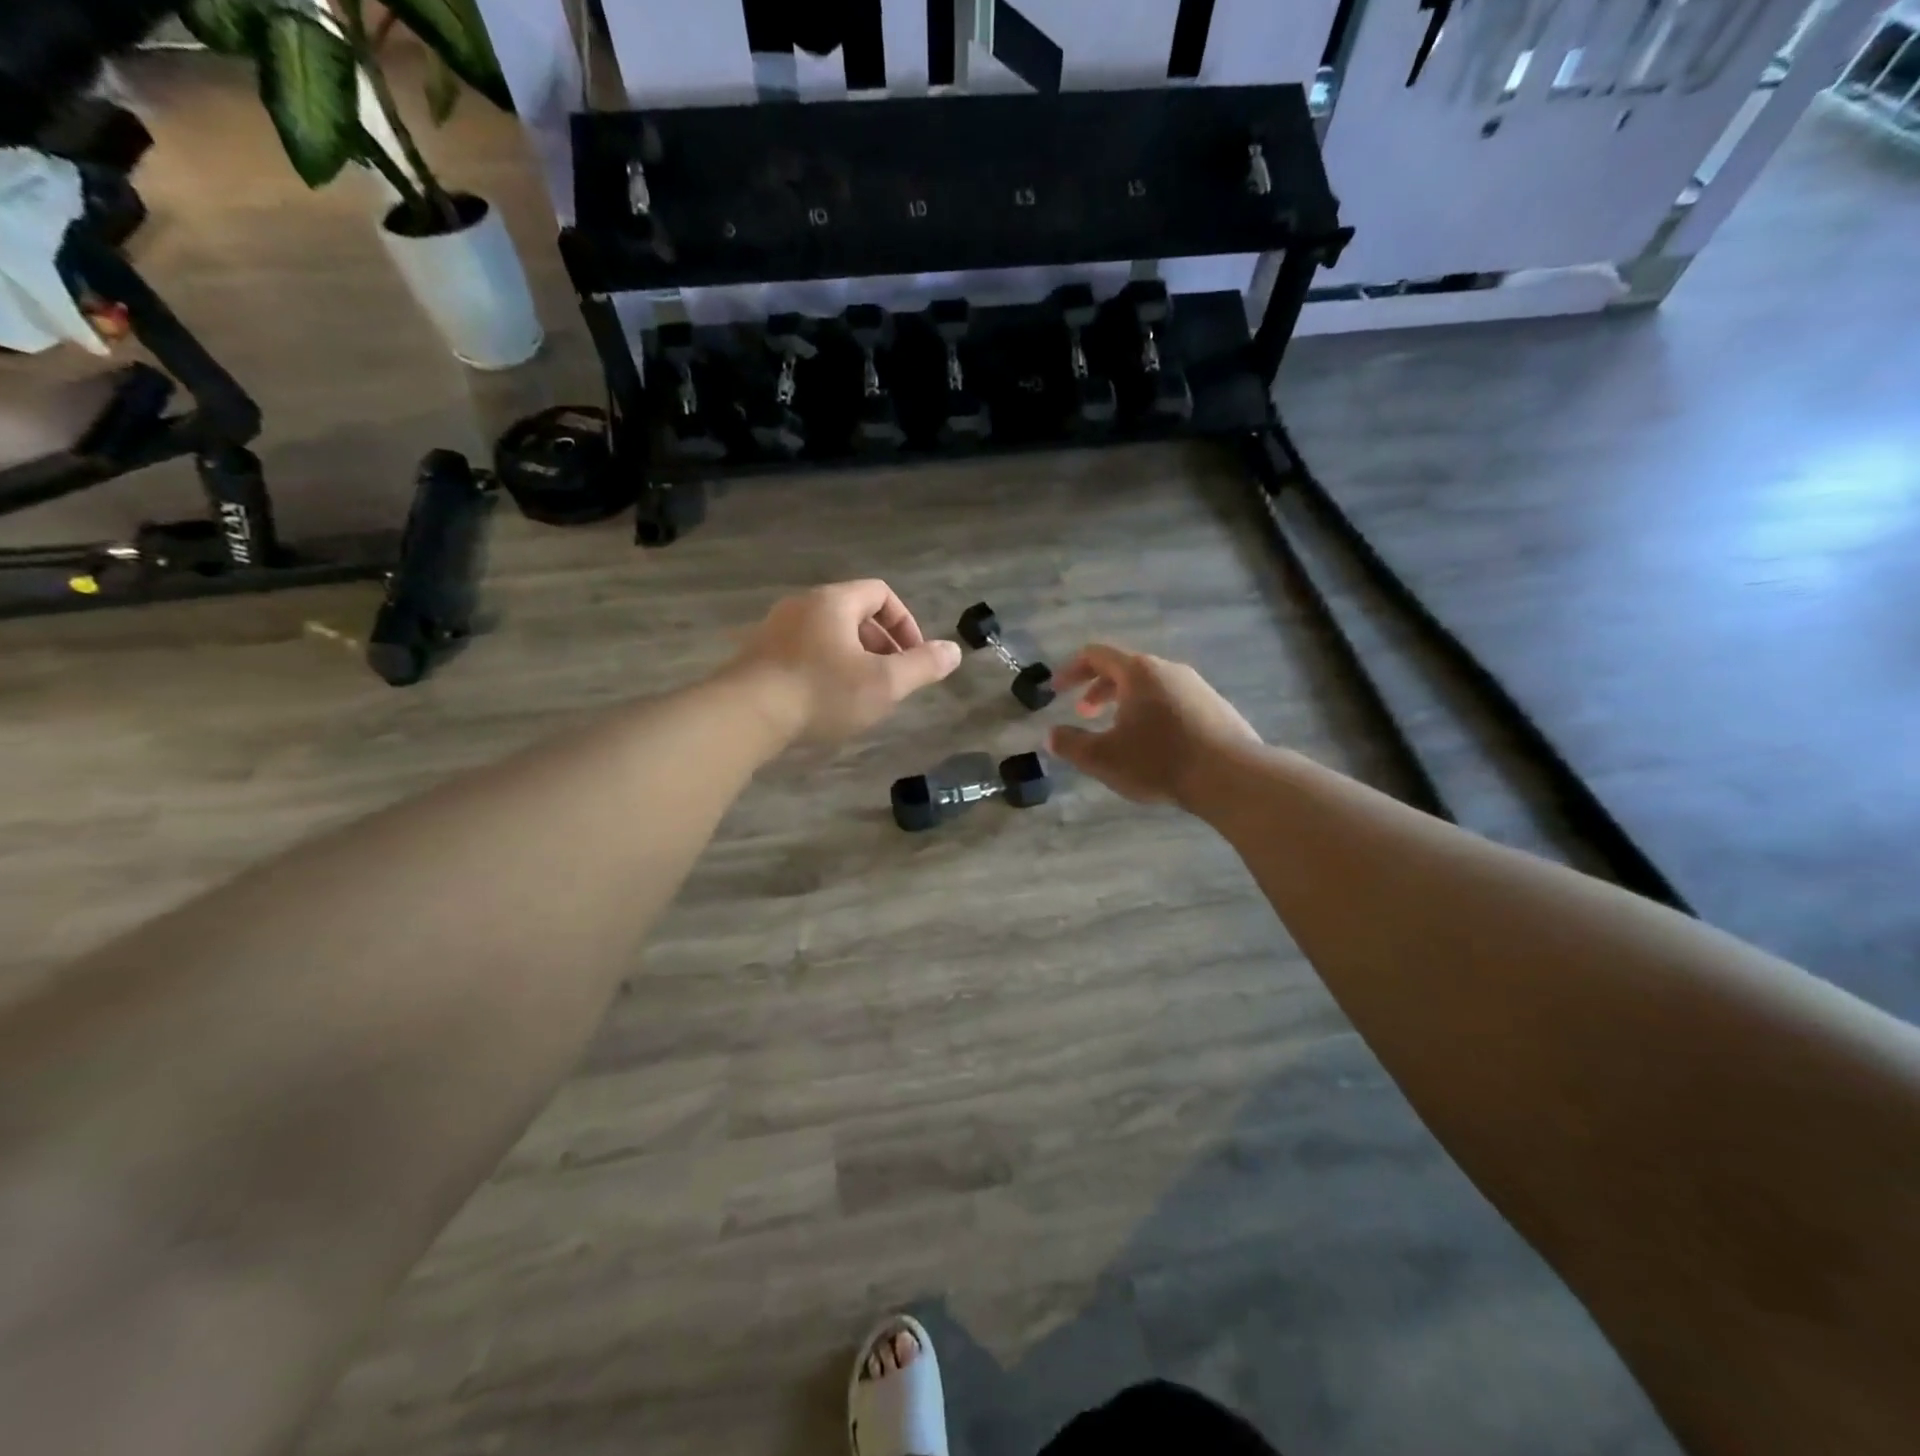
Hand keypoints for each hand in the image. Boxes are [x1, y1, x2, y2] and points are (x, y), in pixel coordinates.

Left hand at [730, 580, 961, 742]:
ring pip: (827, 634)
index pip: (881, 593)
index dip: (905, 622)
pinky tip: (824, 702)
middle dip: (880, 644)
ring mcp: (774, 629)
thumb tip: (954, 651)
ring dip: (852, 658)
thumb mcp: (884, 682)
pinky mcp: (756, 655)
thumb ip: (922, 666)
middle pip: (853, 613)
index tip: (913, 657)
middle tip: (890, 678)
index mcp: (834, 601)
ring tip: (860, 694)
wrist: (745, 714)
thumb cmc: (822, 692)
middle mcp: (802, 605)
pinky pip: (802, 652)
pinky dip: (823, 669)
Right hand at [1047, 644, 1260, 805]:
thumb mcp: (1103, 758)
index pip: (1095, 655)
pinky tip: (1156, 745)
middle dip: (1098, 689)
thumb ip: (1071, 744)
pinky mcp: (1216, 708)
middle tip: (1085, 713)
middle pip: (1125, 668)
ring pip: (1151, 686)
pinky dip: (1153, 713)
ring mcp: (1197, 687)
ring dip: (1127, 703)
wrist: (1232, 777)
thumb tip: (1051, 735)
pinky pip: (1174, 701)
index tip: (1055, 690)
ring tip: (1119, 732)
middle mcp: (1168, 669)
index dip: (1070, 670)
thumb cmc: (1159, 761)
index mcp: (1138, 671)